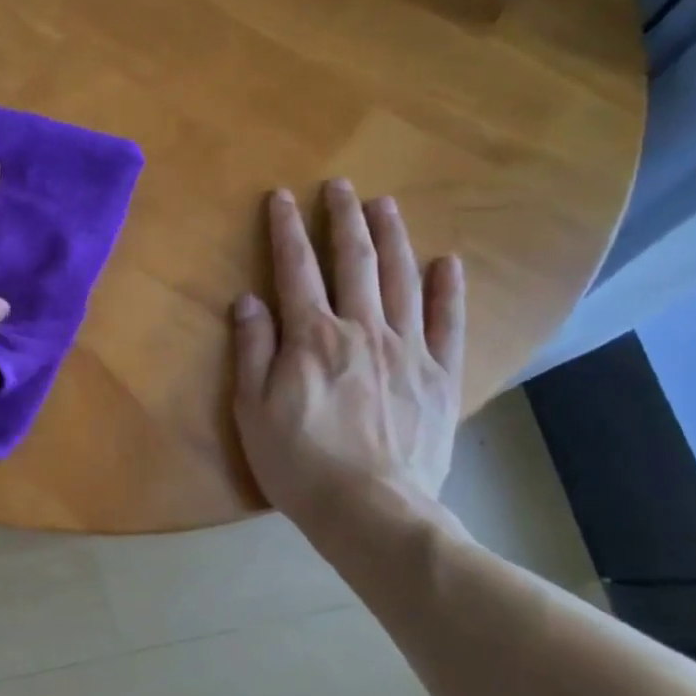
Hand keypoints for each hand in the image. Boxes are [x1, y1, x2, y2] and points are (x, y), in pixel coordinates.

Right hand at [232, 181, 464, 531]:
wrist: (371, 510)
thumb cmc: (299, 463)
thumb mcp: (252, 409)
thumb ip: (252, 349)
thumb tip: (248, 300)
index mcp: (312, 336)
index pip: (295, 269)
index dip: (286, 230)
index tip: (281, 197)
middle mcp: (362, 329)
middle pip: (353, 261)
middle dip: (344, 219)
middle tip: (340, 185)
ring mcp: (407, 349)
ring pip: (401, 279)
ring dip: (392, 238)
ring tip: (385, 206)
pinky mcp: (439, 376)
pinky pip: (447, 323)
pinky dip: (447, 290)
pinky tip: (446, 263)